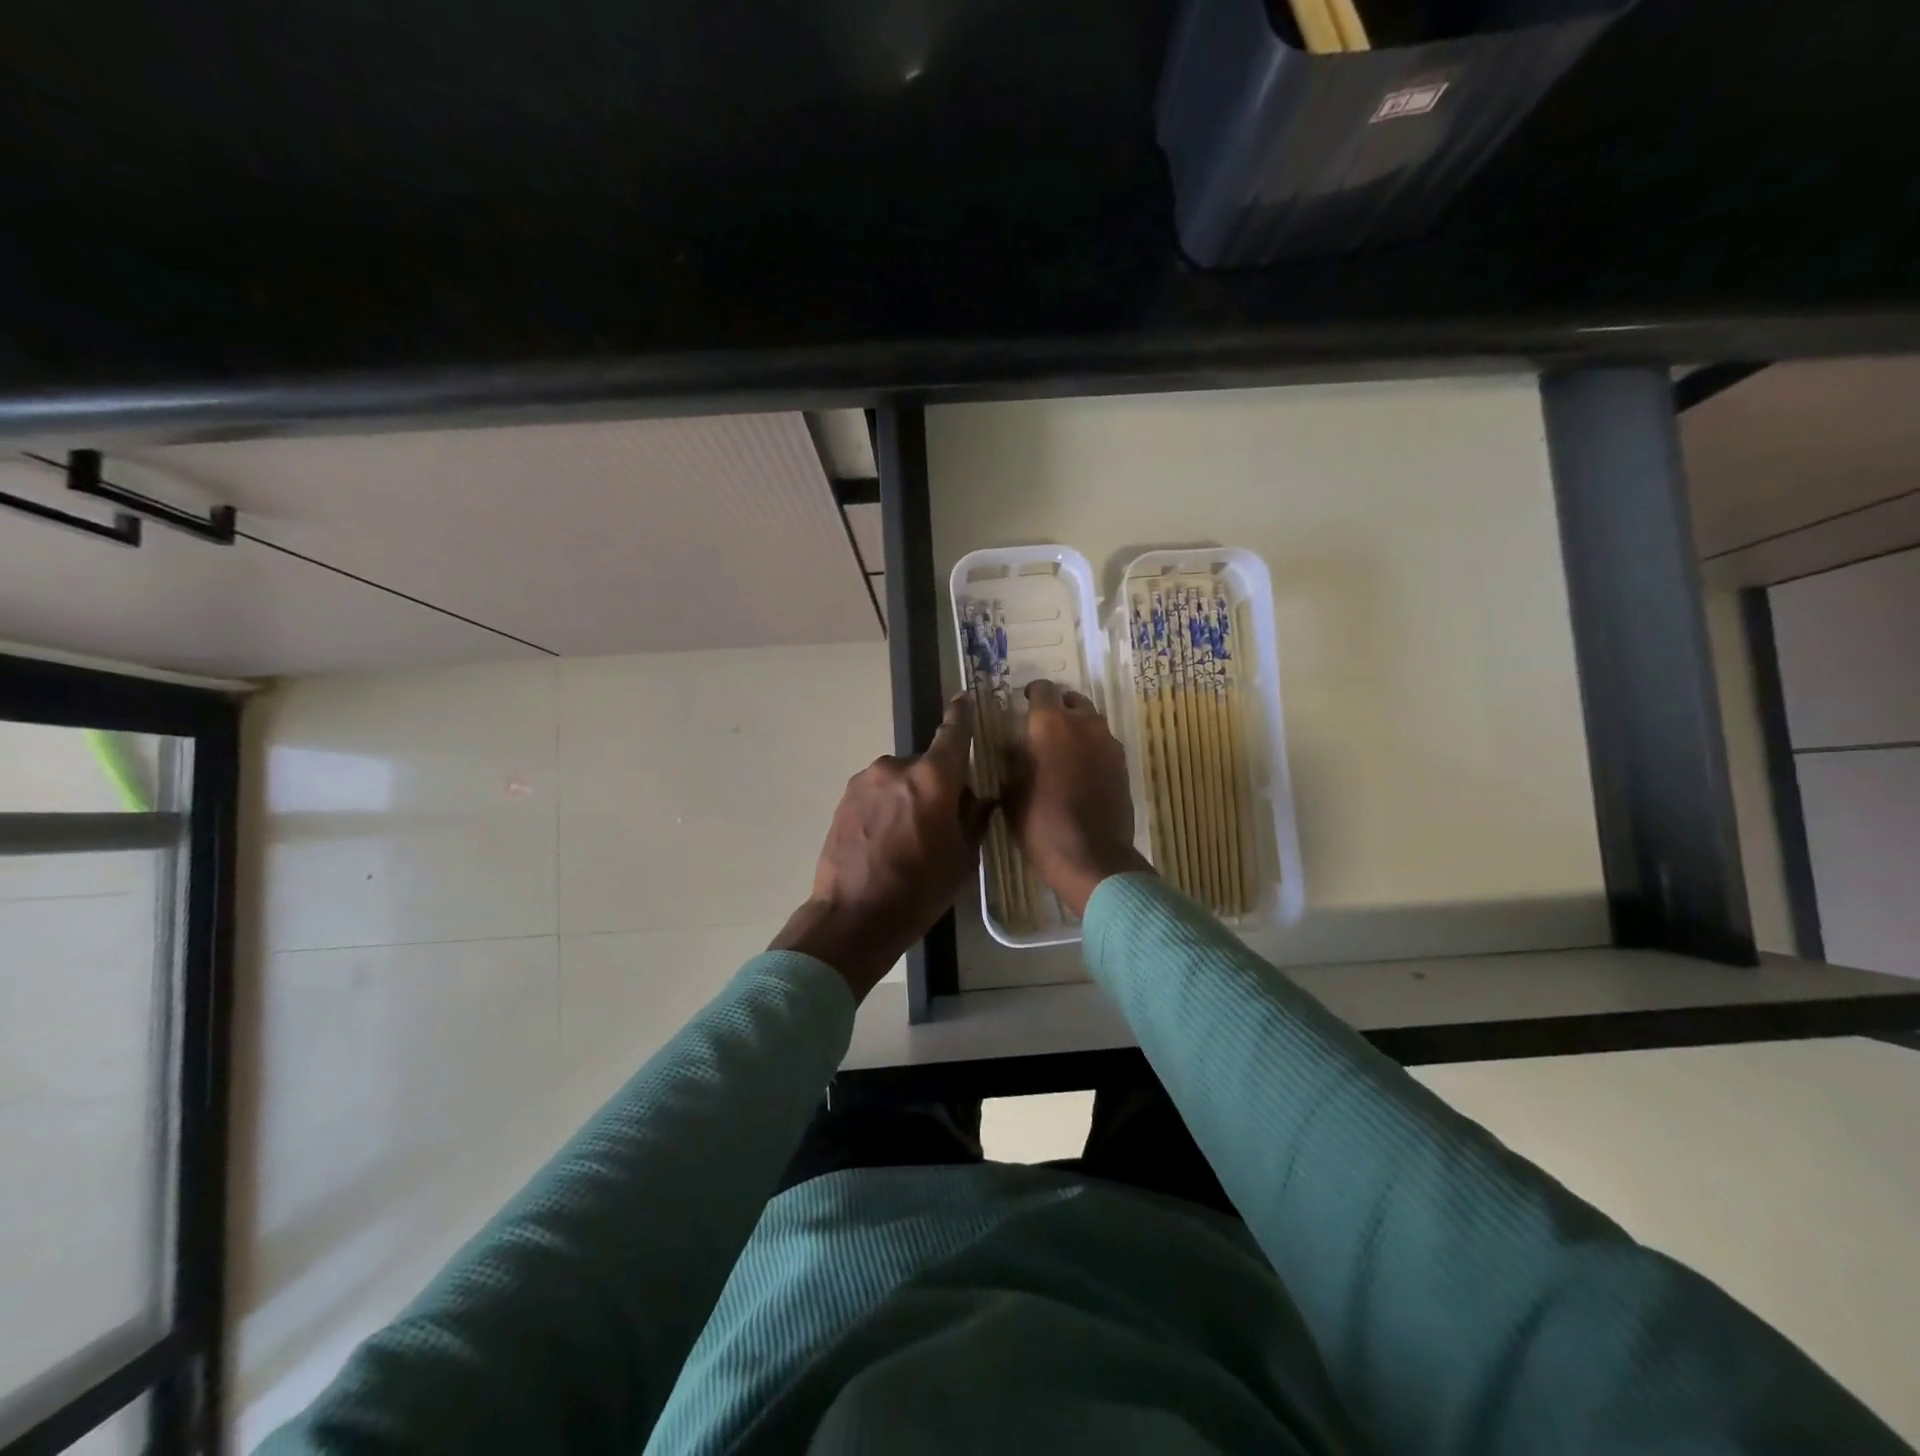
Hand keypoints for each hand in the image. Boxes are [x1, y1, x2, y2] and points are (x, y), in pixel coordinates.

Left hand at [772, 694, 991, 1000]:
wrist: (853, 916)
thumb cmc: (919, 890)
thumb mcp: (962, 859)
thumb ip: (974, 819)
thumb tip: (979, 799)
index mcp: (932, 778)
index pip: (953, 734)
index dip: (961, 716)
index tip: (963, 699)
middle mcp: (897, 767)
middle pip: (926, 765)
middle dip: (936, 784)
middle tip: (940, 821)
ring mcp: (865, 781)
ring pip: (899, 779)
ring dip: (908, 796)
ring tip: (907, 837)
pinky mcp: (844, 798)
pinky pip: (877, 792)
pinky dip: (886, 806)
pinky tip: (885, 840)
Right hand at [1003, 679, 1151, 917]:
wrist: (1090, 856)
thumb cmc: (1040, 823)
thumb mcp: (1011, 791)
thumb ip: (1014, 760)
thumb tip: (1015, 745)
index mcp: (1049, 724)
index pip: (1042, 689)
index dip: (1031, 694)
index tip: (1023, 704)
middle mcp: (1083, 724)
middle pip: (1072, 700)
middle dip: (1058, 708)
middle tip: (1043, 728)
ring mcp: (1108, 743)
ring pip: (1091, 721)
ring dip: (1077, 727)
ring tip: (1062, 748)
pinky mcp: (1122, 764)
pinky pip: (1104, 743)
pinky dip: (1092, 747)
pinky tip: (1081, 768)